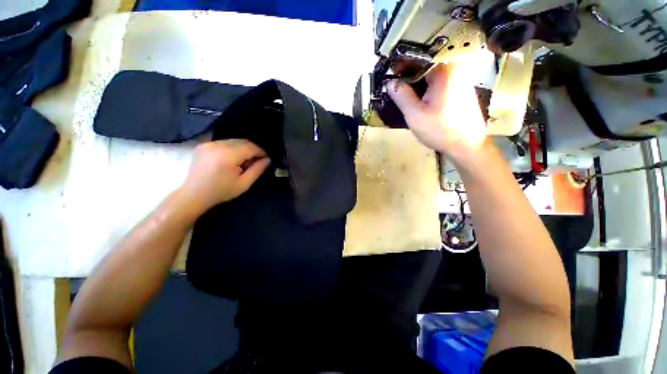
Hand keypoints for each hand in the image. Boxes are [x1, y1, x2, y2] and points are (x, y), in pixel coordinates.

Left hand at [179, 140, 270, 212]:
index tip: (267, 159)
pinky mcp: (204, 145)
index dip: (261, 152)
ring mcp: (209, 143)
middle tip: (257, 161)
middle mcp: (217, 145)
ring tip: (245, 162)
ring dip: (243, 149)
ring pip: (234, 141)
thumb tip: (268, 159)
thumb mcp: (244, 183)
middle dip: (253, 150)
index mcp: (228, 155)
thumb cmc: (221, 192)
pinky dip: (233, 148)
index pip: (251, 147)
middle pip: (243, 141)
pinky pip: (224, 142)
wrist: (193, 195)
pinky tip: (233, 159)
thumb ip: (257, 169)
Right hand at [386, 63, 487, 163]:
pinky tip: (419, 102)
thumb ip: (401, 96)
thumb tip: (390, 82)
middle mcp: (454, 70)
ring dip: (416, 85)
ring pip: (431, 76)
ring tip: (404, 97)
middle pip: (424, 67)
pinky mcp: (460, 89)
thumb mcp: (415, 115)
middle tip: (395, 90)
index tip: (389, 77)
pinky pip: (439, 84)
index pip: (417, 59)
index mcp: (444, 71)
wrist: (466, 145)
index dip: (400, 67)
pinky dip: (426, 90)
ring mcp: (459, 79)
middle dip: (408, 77)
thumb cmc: (440, 130)